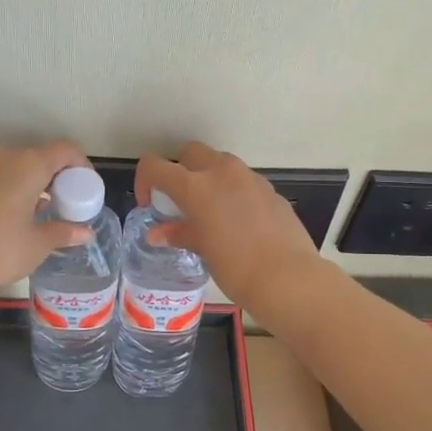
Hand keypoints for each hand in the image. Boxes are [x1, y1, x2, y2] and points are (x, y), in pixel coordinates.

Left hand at [0, 142, 92, 286]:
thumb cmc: (1, 249)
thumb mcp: (39, 243)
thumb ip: (65, 231)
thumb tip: (86, 232)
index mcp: (30, 165)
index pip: (65, 150)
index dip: (80, 164)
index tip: (84, 186)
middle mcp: (5, 155)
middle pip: (39, 156)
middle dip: (54, 175)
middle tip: (61, 202)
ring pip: (14, 163)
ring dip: (29, 179)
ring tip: (34, 209)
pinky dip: (7, 183)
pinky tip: (9, 209)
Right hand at [134, 142, 324, 313]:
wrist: (286, 277)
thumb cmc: (235, 267)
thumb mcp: (201, 249)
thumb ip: (179, 233)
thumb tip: (158, 233)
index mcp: (196, 186)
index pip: (156, 166)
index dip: (145, 181)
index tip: (150, 204)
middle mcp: (222, 172)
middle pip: (191, 153)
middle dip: (180, 170)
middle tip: (180, 201)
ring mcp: (250, 178)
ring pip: (221, 162)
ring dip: (208, 177)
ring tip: (210, 211)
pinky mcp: (270, 190)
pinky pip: (244, 181)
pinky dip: (233, 191)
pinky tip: (238, 221)